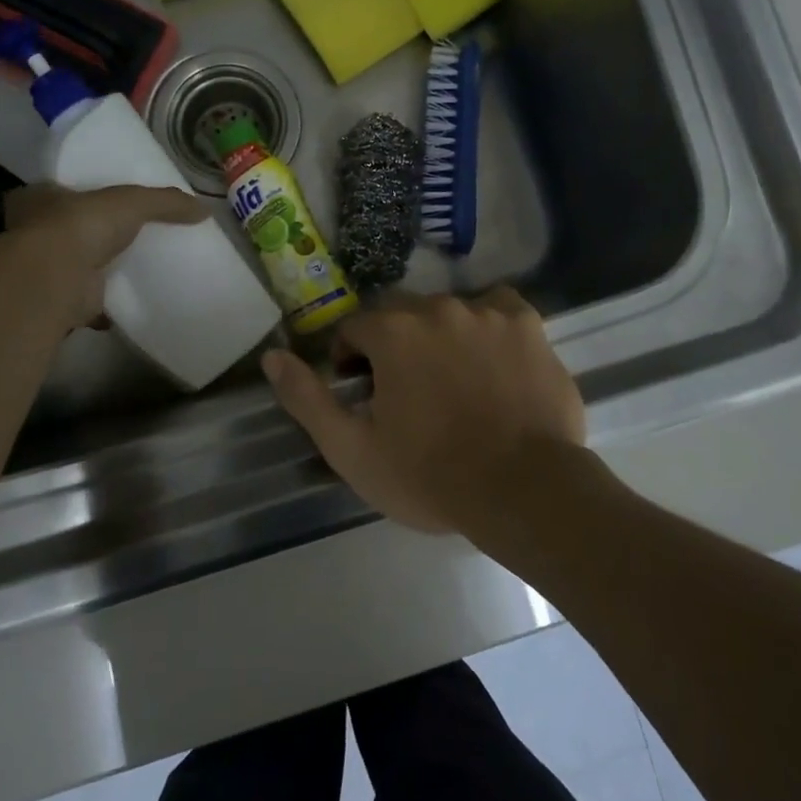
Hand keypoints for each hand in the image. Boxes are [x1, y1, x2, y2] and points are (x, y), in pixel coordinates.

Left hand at [2, 183, 208, 331]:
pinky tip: (127, 302)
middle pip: (64, 230)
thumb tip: (205, 210)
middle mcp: (32, 232)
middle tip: (122, 236)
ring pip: (73, 266)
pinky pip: (85, 302)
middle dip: (90, 234)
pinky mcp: (58, 301)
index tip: (102, 201)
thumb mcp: (132, 201)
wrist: (57, 278)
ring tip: (129, 269)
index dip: (78, 193)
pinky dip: (103, 305)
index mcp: (38, 198)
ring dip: (96, 270)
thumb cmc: (82, 225)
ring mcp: (43, 270)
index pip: (57, 190)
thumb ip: (166, 202)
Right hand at [260, 289, 585, 533]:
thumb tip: (272, 356)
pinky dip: (487, 325)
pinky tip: (491, 357)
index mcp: (393, 332)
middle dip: (394, 345)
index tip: (362, 392)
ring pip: (448, 311)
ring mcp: (487, 312)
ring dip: (439, 336)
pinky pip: (498, 308)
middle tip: (406, 392)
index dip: (351, 358)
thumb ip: (307, 399)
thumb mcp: (352, 450)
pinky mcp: (528, 325)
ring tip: (452, 381)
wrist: (524, 492)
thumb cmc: (430, 476)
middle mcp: (437, 308)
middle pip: (401, 315)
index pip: (355, 327)